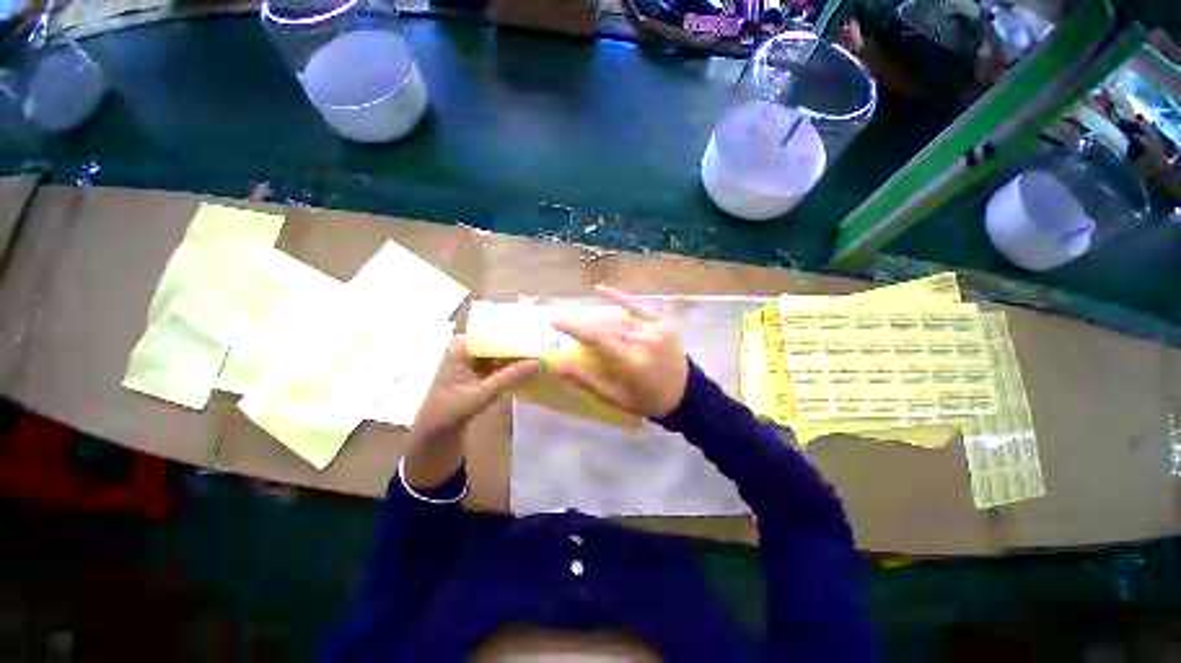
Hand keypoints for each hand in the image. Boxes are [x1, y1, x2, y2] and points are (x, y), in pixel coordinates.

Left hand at [404, 336, 537, 488]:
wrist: (436, 433)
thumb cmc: (453, 408)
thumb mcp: (484, 391)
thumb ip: (511, 375)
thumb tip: (538, 362)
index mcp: (462, 346)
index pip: (492, 331)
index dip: (513, 331)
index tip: (535, 331)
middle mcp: (468, 348)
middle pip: (498, 340)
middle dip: (518, 343)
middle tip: (543, 341)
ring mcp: (474, 360)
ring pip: (500, 352)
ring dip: (517, 354)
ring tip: (541, 351)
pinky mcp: (480, 372)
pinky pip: (499, 363)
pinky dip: (512, 366)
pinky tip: (529, 365)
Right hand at [552, 286, 688, 418]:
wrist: (685, 396)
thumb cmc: (646, 401)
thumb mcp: (614, 397)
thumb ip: (586, 380)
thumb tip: (558, 366)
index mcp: (632, 361)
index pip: (597, 339)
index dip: (573, 328)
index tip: (553, 321)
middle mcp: (643, 341)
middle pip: (606, 328)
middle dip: (585, 326)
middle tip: (567, 327)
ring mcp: (655, 329)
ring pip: (618, 320)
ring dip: (598, 320)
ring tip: (582, 321)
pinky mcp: (661, 324)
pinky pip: (636, 307)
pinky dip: (618, 298)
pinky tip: (600, 289)